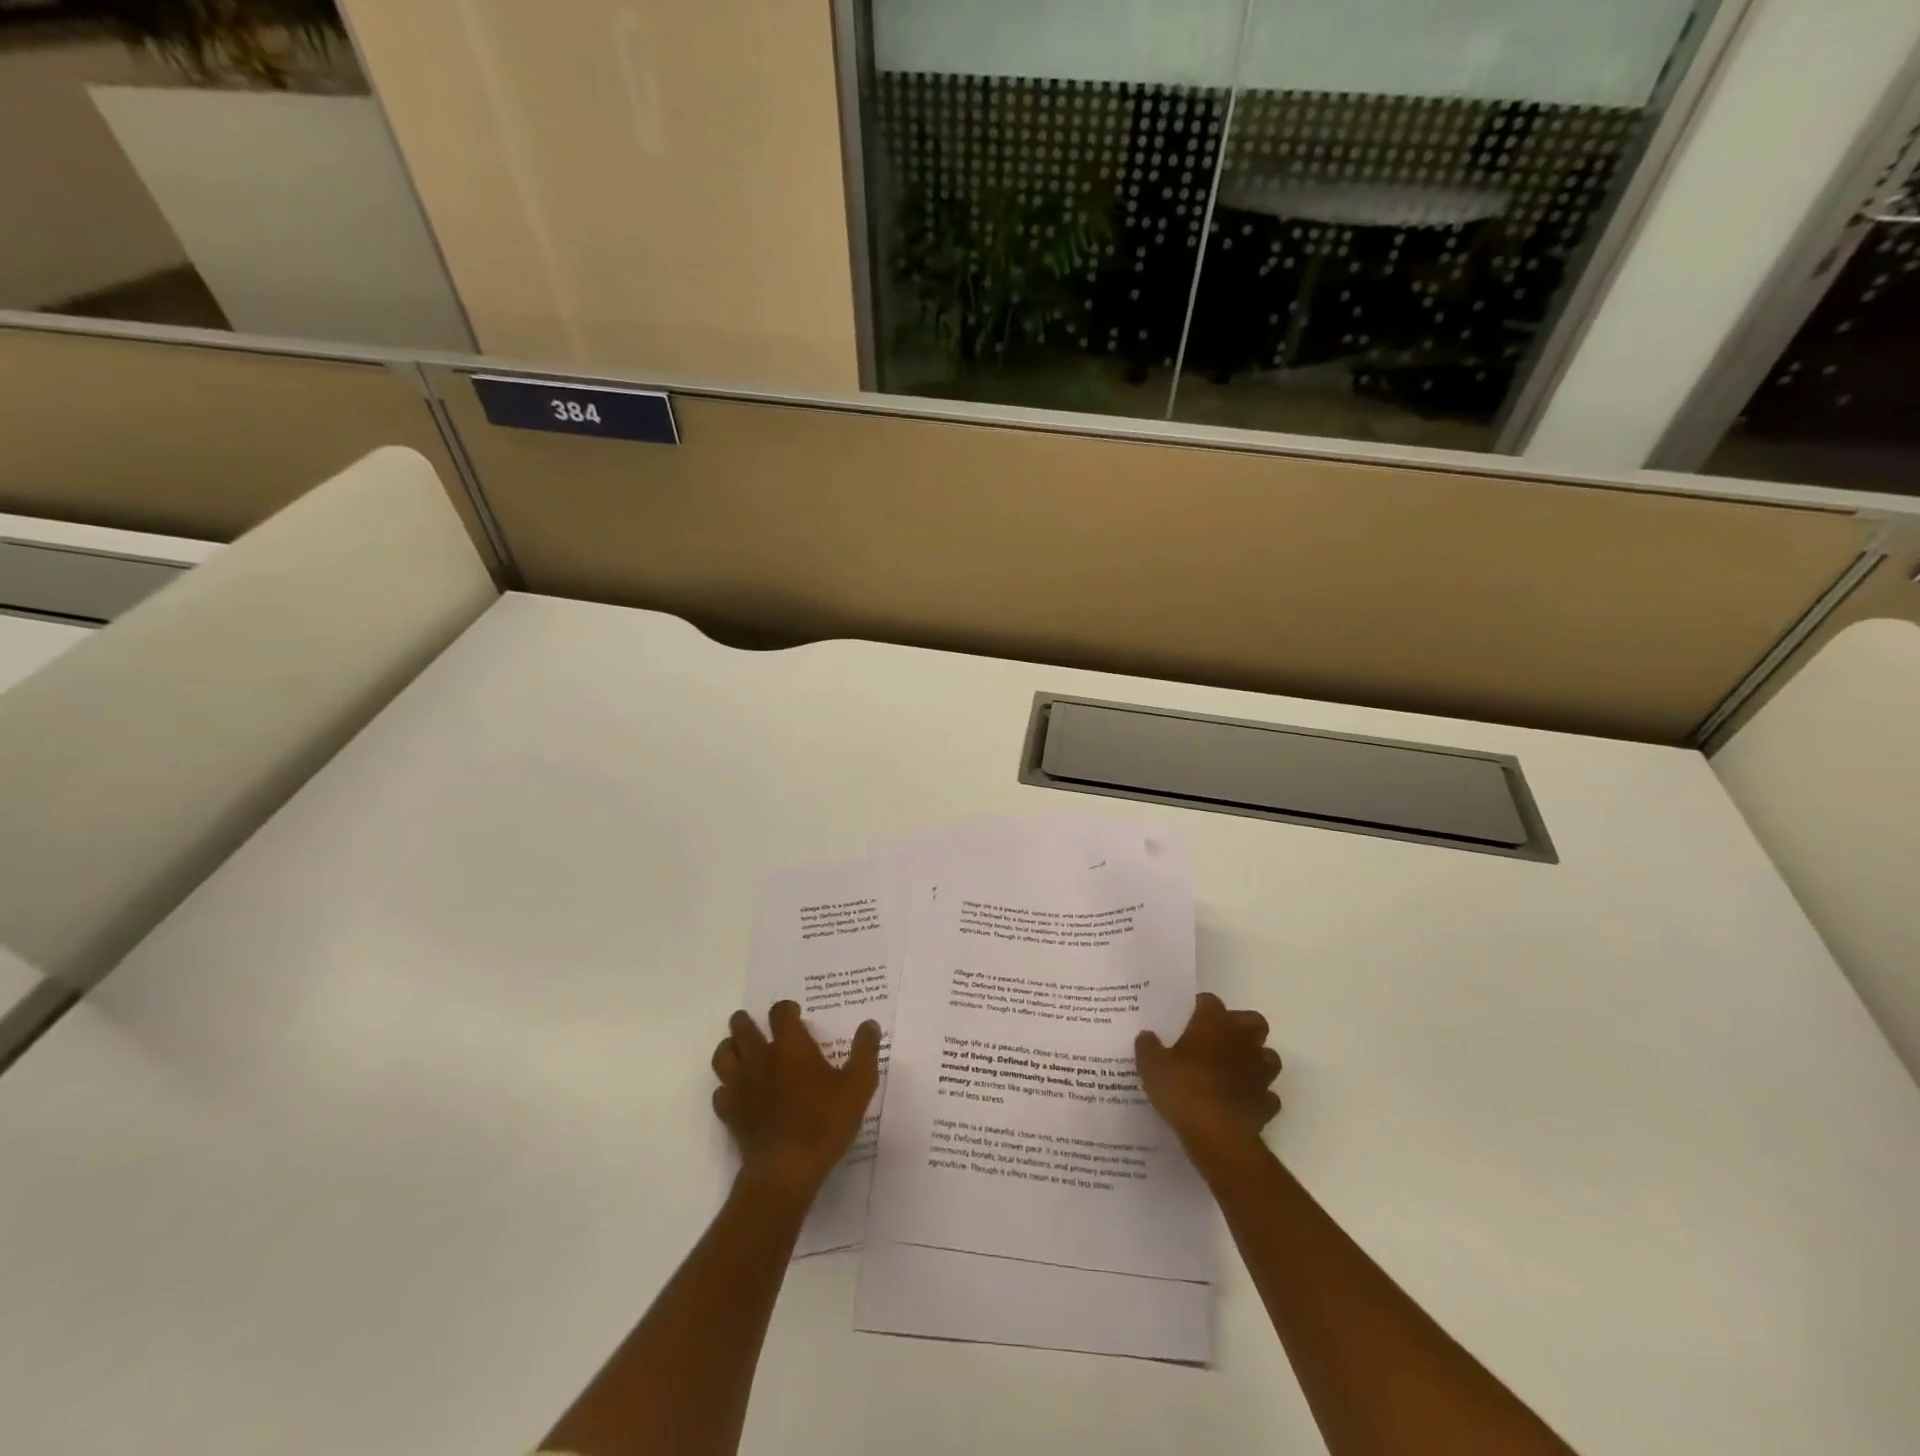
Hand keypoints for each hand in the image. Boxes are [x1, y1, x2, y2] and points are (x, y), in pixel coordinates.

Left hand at [711, 1001, 880, 1199]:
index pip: (780, 1013)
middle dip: (747, 1021)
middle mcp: (760, 1058)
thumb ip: (865, 1051)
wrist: (786, 1170)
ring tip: (741, 1050)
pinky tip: (739, 1092)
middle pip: (742, 1027)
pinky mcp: (729, 1112)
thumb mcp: (859, 1085)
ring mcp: (740, 1085)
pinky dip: (727, 1086)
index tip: (795, 1013)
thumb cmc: (825, 1122)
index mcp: (790, 1046)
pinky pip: (720, 1090)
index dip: (786, 1009)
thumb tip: (869, 1024)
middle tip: (759, 1026)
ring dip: (731, 1047)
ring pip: (723, 1054)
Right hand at [1136, 992, 1281, 1164]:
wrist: (1216, 1134)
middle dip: (1240, 1027)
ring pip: (1268, 1056)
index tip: (1187, 1017)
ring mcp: (1260, 1072)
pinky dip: (1258, 1095)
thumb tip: (1146, 1035)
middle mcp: (1242, 1040)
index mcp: (1214, 1023)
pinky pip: (1267, 1094)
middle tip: (1218, 1039)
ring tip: (1234, 1069)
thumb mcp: (1151, 1065)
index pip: (1210, 1001)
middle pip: (1253, 1021)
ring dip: (1255, 1060)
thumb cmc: (1182, 1088)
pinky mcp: (1267, 1103)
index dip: (1199, 1007)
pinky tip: (1241, 1101)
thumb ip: (1148, 1046)